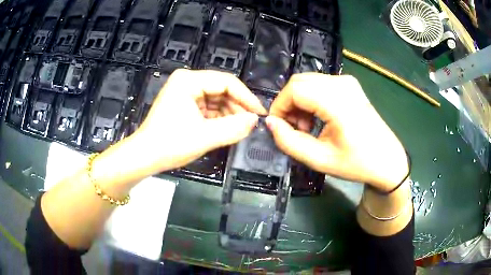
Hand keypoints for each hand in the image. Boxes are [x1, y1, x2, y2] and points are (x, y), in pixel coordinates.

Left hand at [119, 69, 266, 177]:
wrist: (144, 157)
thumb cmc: (170, 145)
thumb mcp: (205, 136)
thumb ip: (234, 127)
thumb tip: (255, 120)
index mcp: (189, 80)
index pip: (226, 82)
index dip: (246, 97)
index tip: (260, 113)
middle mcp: (187, 81)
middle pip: (221, 89)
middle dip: (237, 107)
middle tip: (250, 124)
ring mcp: (185, 92)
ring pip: (216, 99)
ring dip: (229, 113)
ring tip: (240, 129)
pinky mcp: (184, 103)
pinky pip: (208, 107)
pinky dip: (218, 117)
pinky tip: (227, 128)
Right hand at [265, 73, 407, 190]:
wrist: (387, 160)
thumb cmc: (357, 163)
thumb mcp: (320, 160)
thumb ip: (289, 142)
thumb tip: (270, 122)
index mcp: (338, 101)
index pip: (294, 89)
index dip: (279, 106)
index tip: (279, 127)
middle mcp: (342, 83)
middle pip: (299, 81)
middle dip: (288, 104)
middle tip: (294, 129)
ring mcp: (348, 82)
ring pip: (308, 82)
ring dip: (299, 102)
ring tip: (307, 127)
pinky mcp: (350, 85)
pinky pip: (320, 84)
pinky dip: (311, 99)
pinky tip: (318, 118)